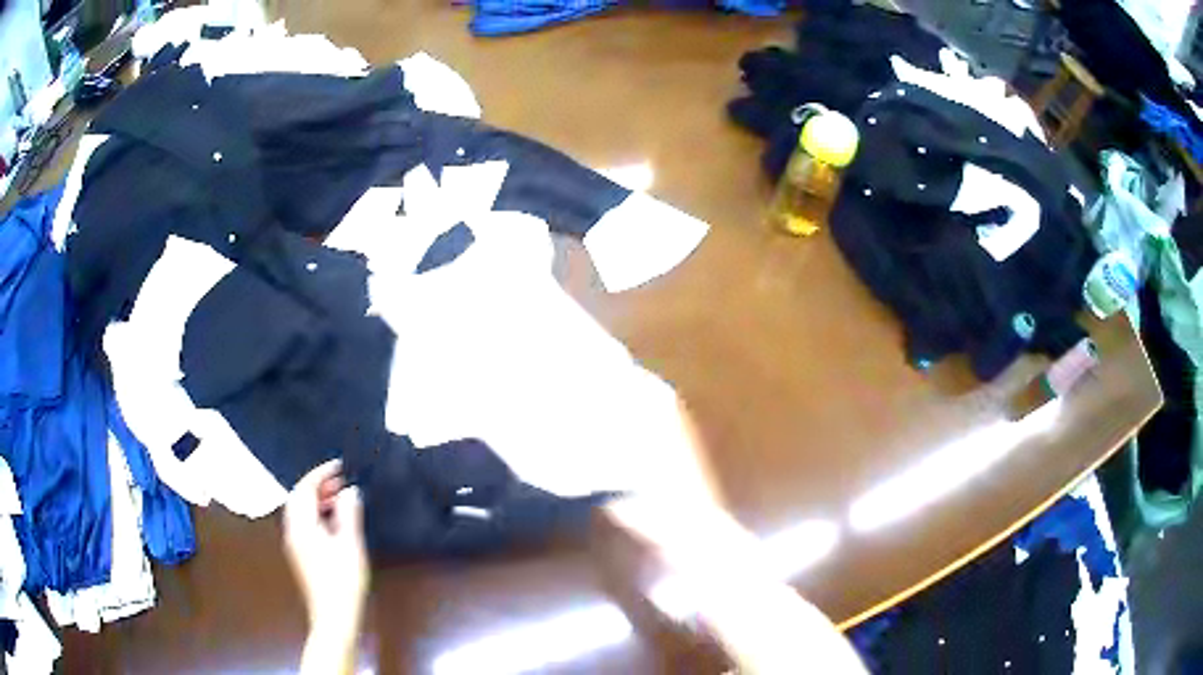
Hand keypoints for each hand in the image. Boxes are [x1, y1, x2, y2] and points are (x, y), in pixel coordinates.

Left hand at [284, 460, 368, 639]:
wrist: (333, 616)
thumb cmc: (343, 581)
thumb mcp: (350, 545)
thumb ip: (349, 514)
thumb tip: (350, 491)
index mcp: (301, 526)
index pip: (304, 489)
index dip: (320, 474)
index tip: (339, 465)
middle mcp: (292, 531)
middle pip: (298, 498)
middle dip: (317, 485)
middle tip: (341, 480)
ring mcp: (295, 544)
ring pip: (300, 511)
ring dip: (317, 499)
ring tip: (340, 498)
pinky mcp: (301, 555)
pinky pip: (303, 523)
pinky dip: (316, 514)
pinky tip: (334, 522)